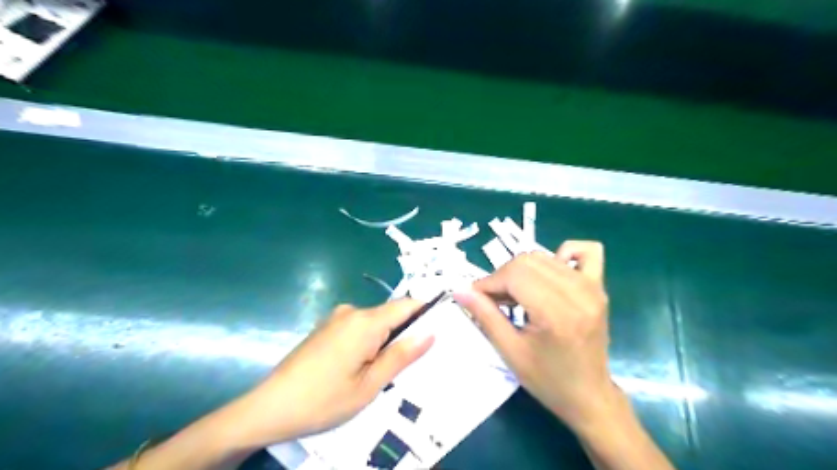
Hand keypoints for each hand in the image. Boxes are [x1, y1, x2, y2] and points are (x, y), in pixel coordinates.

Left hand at [222, 301, 434, 448]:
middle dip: (405, 333)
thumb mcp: (369, 385)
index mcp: (365, 322)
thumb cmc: (323, 400)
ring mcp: (336, 318)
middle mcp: (352, 311)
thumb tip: (430, 332)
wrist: (268, 407)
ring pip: (375, 323)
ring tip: (387, 371)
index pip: (407, 304)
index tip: (442, 327)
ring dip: (385, 341)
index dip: (427, 312)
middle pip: (391, 314)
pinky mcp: (326, 327)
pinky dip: (369, 342)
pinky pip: (358, 328)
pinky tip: (362, 367)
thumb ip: (401, 356)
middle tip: (414, 363)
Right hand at [456, 243, 616, 432]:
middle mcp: (578, 292)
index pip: (514, 274)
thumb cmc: (548, 380)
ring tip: (515, 295)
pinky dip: (561, 255)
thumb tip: (460, 290)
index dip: (489, 282)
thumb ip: (485, 316)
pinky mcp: (599, 287)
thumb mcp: (510, 352)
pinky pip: (585, 251)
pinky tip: (548, 277)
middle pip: (527, 261)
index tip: (476, 297)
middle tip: (494, 300)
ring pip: (544, 256)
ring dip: (522, 270)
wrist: (589, 396)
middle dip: (502, 277)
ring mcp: (593, 287)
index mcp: (556, 313)